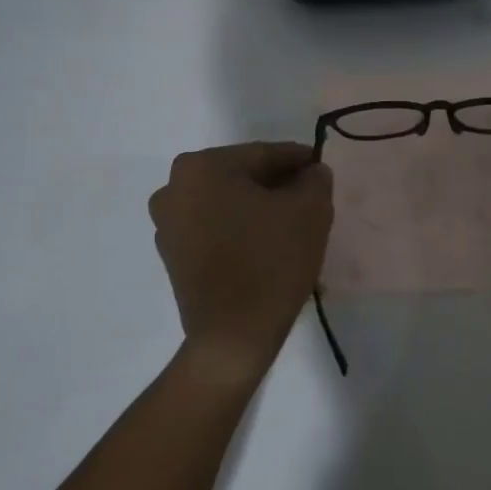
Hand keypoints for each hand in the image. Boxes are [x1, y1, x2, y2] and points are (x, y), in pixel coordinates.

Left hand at [149, 143, 333, 382]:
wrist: (233, 335)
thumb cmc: (271, 262)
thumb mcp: (310, 211)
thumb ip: (315, 180)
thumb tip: (312, 172)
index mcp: (203, 166)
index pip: (264, 154)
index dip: (299, 161)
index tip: (322, 169)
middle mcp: (174, 187)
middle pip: (242, 177)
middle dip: (278, 186)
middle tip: (311, 200)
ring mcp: (167, 224)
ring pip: (228, 204)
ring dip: (258, 210)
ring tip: (292, 228)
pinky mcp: (172, 255)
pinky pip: (214, 229)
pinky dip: (240, 231)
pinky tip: (266, 248)